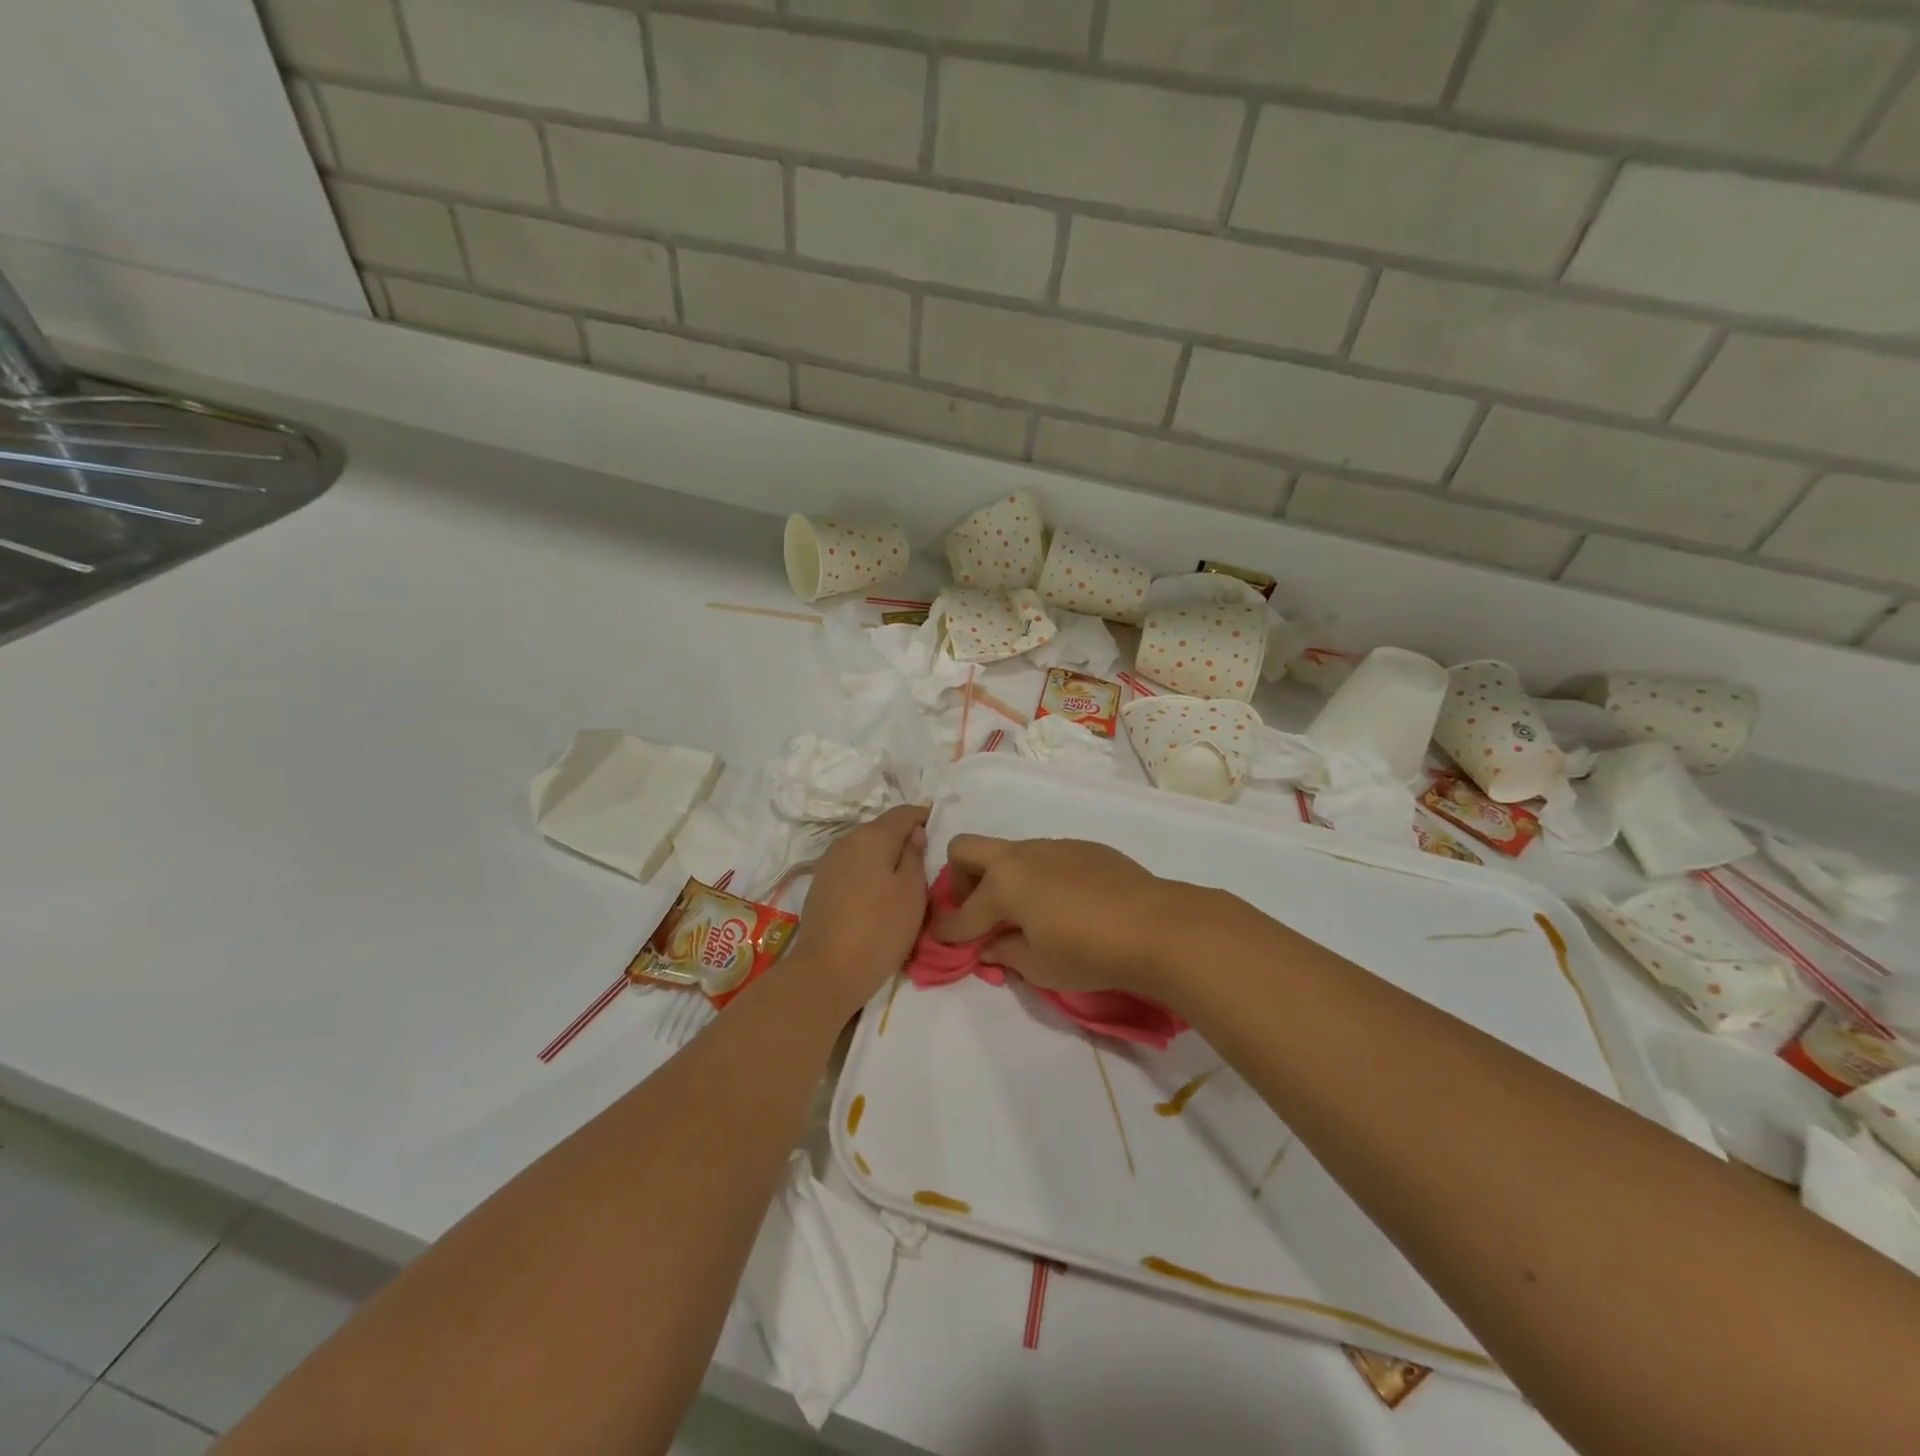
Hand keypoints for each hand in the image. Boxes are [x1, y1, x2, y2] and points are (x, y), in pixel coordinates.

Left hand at [789, 805, 929, 1009]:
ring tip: (902, 880)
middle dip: (902, 838)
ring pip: (864, 848)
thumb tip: (913, 834)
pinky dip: (867, 872)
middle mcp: (847, 841)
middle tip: (924, 860)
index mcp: (872, 836)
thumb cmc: (880, 929)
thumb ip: (915, 855)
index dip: (922, 816)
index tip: (938, 827)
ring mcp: (829, 862)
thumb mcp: (912, 892)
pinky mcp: (820, 884)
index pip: (903, 813)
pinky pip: (851, 866)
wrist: (826, 971)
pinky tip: (876, 894)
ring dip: (883, 856)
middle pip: (881, 829)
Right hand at [931, 835, 1200, 1000]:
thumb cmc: (1089, 952)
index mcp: (1002, 885)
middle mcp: (1020, 857)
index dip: (946, 931)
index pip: (960, 912)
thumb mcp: (1039, 966)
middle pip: (966, 849)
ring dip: (1003, 877)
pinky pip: (1045, 856)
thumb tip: (990, 945)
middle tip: (979, 911)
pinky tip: (1065, 903)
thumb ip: (1005, 952)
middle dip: (960, 879)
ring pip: (1009, 852)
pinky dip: (1038, 876)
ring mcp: (1052, 846)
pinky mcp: (1081, 847)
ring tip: (1026, 912)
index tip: (940, 940)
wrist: (1155, 926)